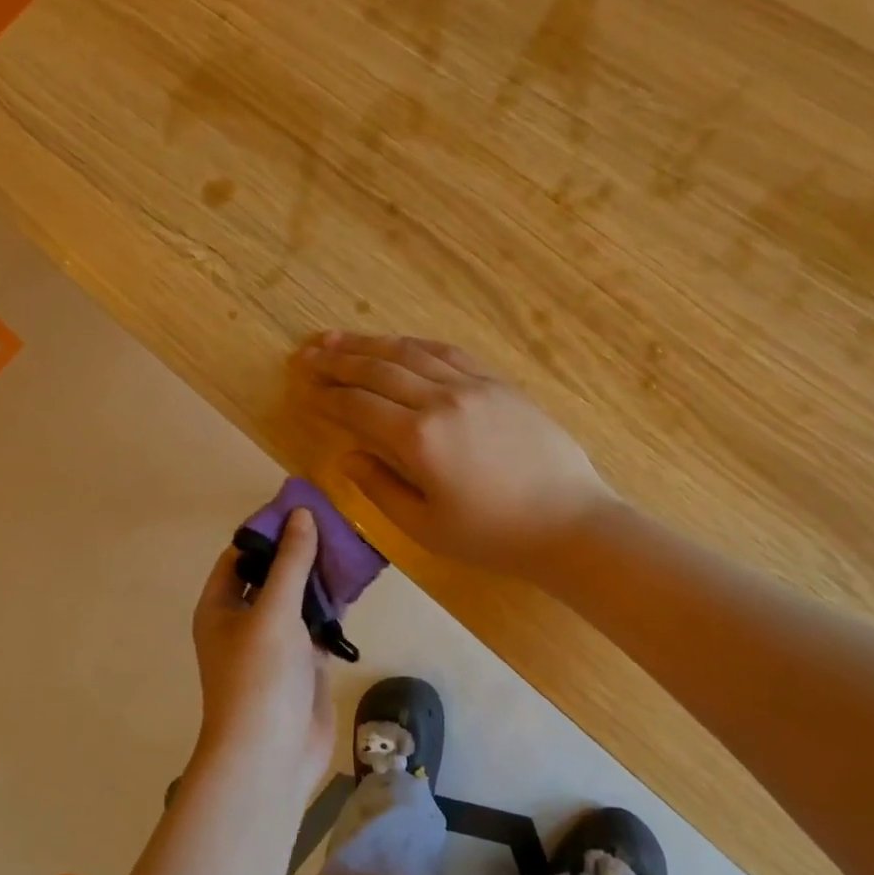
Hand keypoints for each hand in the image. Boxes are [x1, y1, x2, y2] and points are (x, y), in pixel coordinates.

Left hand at [191, 509, 333, 794]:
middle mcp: (244, 621)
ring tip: (352, 544)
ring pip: (298, 599)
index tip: (302, 506)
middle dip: (300, 550)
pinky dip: (334, 606)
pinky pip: (318, 624)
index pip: (241, 554)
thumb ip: (291, 563)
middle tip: (336, 521)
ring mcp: (275, 643)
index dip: (268, 530)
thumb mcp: (273, 611)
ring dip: (320, 577)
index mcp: (220, 606)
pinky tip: (357, 585)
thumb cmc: (259, 677)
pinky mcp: (302, 663)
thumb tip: (301, 514)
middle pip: (273, 574)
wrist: (270, 756)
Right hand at [293, 333, 616, 576]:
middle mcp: (441, 399)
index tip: (304, 388)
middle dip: (339, 360)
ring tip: (339, 339)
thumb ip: (380, 487)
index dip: (328, 397)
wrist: (569, 521)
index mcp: (419, 438)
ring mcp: (473, 385)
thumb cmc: (493, 535)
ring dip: (371, 344)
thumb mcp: (425, 526)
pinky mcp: (498, 383)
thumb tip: (347, 456)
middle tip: (308, 353)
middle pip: (379, 369)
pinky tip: (400, 345)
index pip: (359, 406)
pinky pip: (448, 353)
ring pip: (411, 353)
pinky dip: (415, 346)